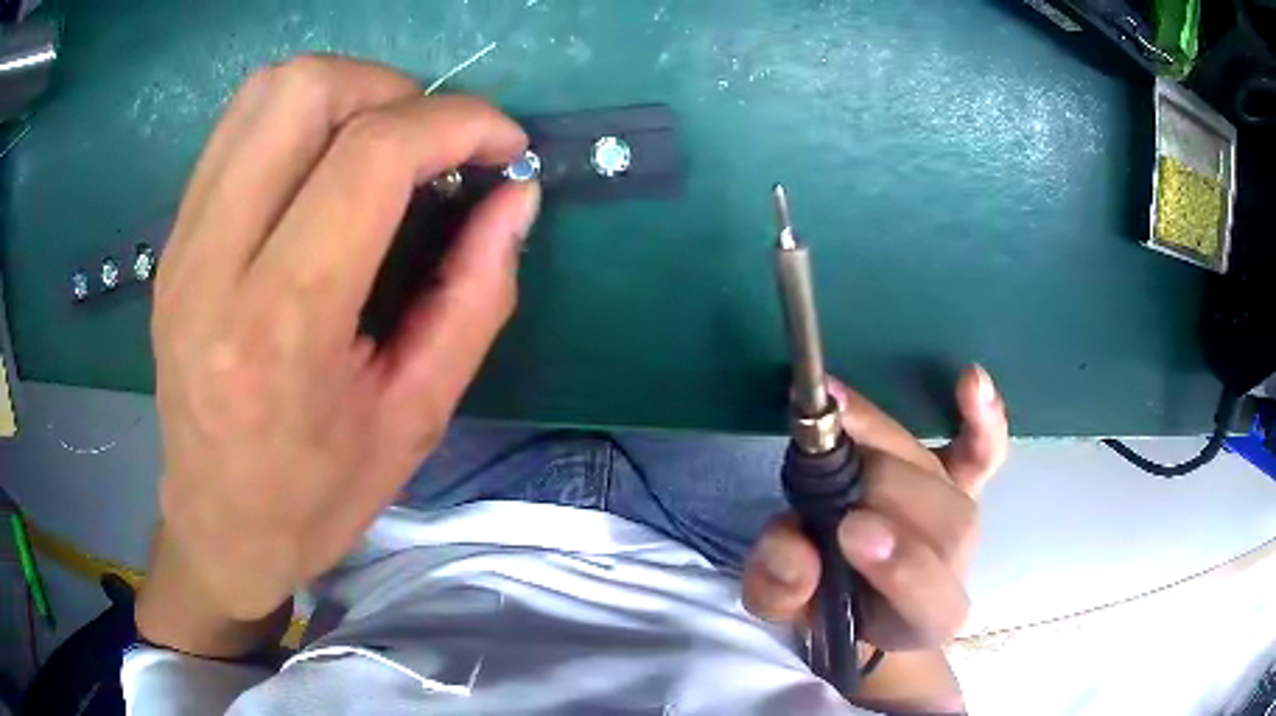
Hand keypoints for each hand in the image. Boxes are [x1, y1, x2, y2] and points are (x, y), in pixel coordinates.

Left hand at [144, 56, 539, 626]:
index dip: (456, 123)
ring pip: (265, 92)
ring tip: (381, 143)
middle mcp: (214, 266)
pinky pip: (238, 128)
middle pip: (304, 92)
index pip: (369, 158)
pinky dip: (298, 117)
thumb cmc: (318, 496)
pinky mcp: (172, 240)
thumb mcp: (417, 418)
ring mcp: (182, 245)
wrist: (219, 528)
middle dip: (394, 89)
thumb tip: (515, 198)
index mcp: (281, 328)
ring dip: (344, 92)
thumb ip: (476, 296)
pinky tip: (323, 166)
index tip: (503, 144)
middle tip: (431, 142)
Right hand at [743, 366, 1007, 651]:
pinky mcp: (963, 481)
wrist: (853, 591)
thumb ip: (780, 589)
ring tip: (840, 420)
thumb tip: (793, 550)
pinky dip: (983, 418)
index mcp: (917, 621)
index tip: (852, 532)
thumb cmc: (819, 603)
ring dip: (895, 448)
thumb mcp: (782, 607)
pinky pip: (983, 451)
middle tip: (827, 469)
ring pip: (950, 482)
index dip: (902, 568)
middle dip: (887, 492)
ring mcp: (963, 516)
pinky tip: (971, 381)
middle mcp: (954, 567)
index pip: (930, 601)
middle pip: (947, 525)